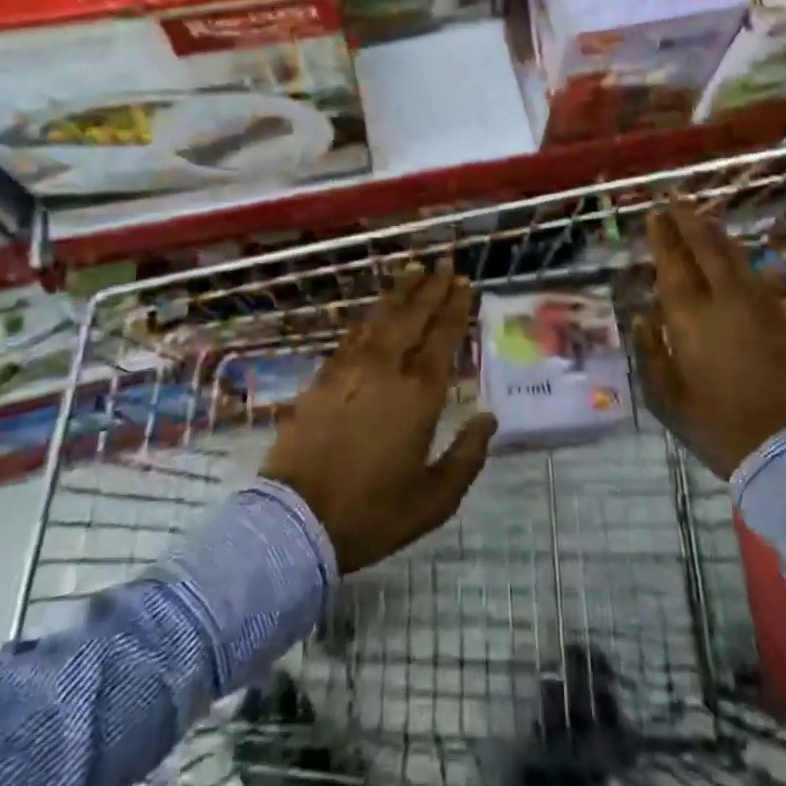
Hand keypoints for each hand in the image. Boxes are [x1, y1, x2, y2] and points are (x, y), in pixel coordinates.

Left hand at [261, 263, 496, 573]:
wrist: (296, 521)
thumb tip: (488, 419)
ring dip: (401, 291)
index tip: (464, 284)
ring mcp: (351, 368)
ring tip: (414, 270)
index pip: (442, 338)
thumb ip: (467, 457)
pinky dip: (370, 314)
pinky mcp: (324, 376)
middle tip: (445, 264)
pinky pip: (354, 333)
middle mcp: (387, 370)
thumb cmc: (372, 513)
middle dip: (431, 288)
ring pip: (381, 316)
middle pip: (413, 316)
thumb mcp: (433, 500)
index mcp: (418, 395)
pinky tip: (377, 308)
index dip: (455, 307)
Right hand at [633, 204, 785, 478]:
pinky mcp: (781, 318)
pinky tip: (734, 252)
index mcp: (690, 319)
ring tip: (702, 215)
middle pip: (706, 249)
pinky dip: (739, 256)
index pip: (673, 265)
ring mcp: (758, 306)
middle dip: (689, 221)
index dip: (664, 237)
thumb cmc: (718, 427)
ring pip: (734, 256)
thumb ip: (651, 352)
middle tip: (676, 200)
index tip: (656, 213)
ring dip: (715, 232)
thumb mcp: (667, 399)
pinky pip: (755, 274)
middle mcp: (724, 301)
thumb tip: (639, 316)